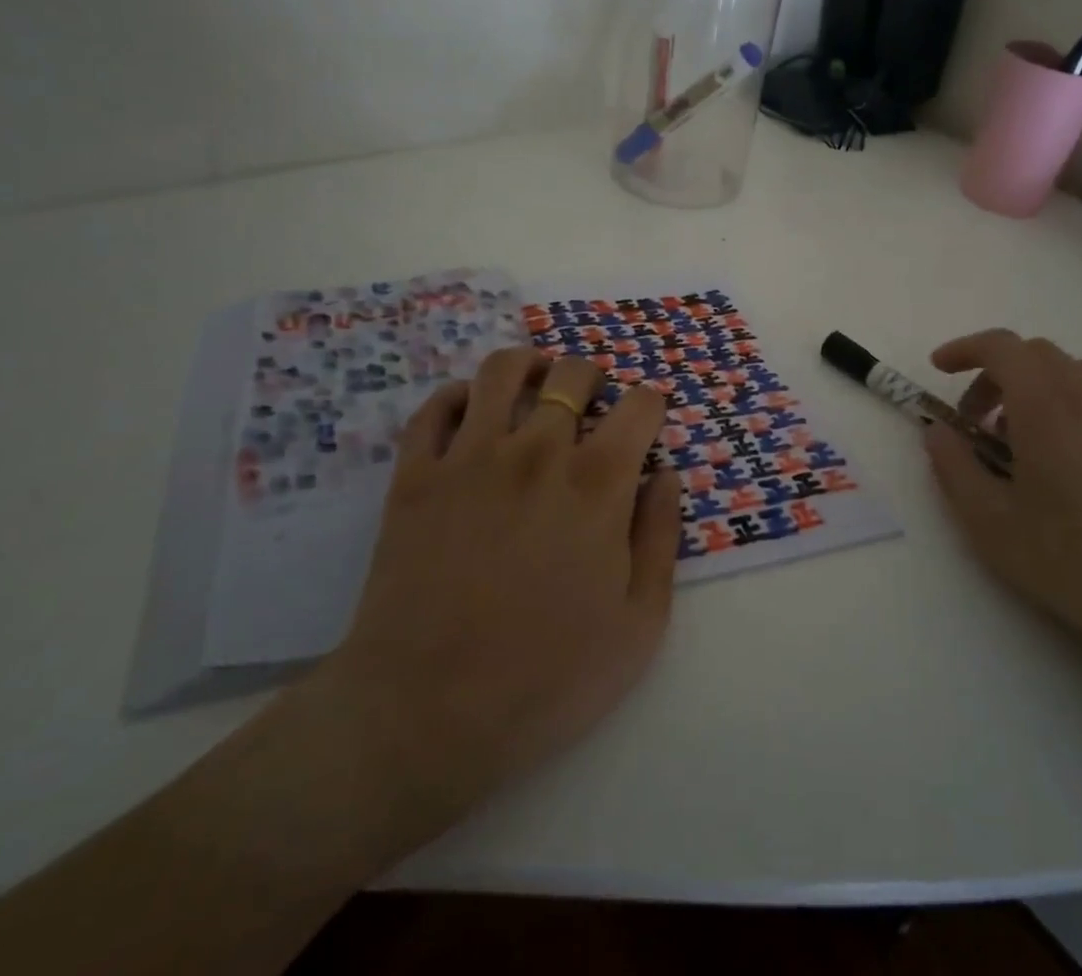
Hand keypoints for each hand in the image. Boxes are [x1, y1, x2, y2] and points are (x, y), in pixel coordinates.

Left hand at [311, 347, 681, 829]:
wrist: (427, 715)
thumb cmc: (547, 679)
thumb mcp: (639, 624)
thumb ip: (661, 537)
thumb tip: (666, 474)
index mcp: (597, 484)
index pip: (639, 406)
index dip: (651, 405)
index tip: (647, 420)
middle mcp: (536, 452)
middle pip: (572, 375)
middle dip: (593, 377)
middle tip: (592, 402)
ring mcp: (470, 457)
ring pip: (502, 371)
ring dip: (528, 366)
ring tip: (535, 384)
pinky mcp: (415, 475)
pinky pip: (435, 407)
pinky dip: (458, 397)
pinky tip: (470, 414)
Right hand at [922, 329, 1081, 672]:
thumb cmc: (1066, 560)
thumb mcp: (986, 519)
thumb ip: (952, 464)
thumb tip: (937, 431)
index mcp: (1046, 408)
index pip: (1002, 347)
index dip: (965, 349)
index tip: (939, 370)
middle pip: (1036, 353)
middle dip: (995, 372)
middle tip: (973, 419)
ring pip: (1072, 370)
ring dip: (1033, 384)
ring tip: (1017, 437)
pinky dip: (1067, 401)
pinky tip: (1061, 454)